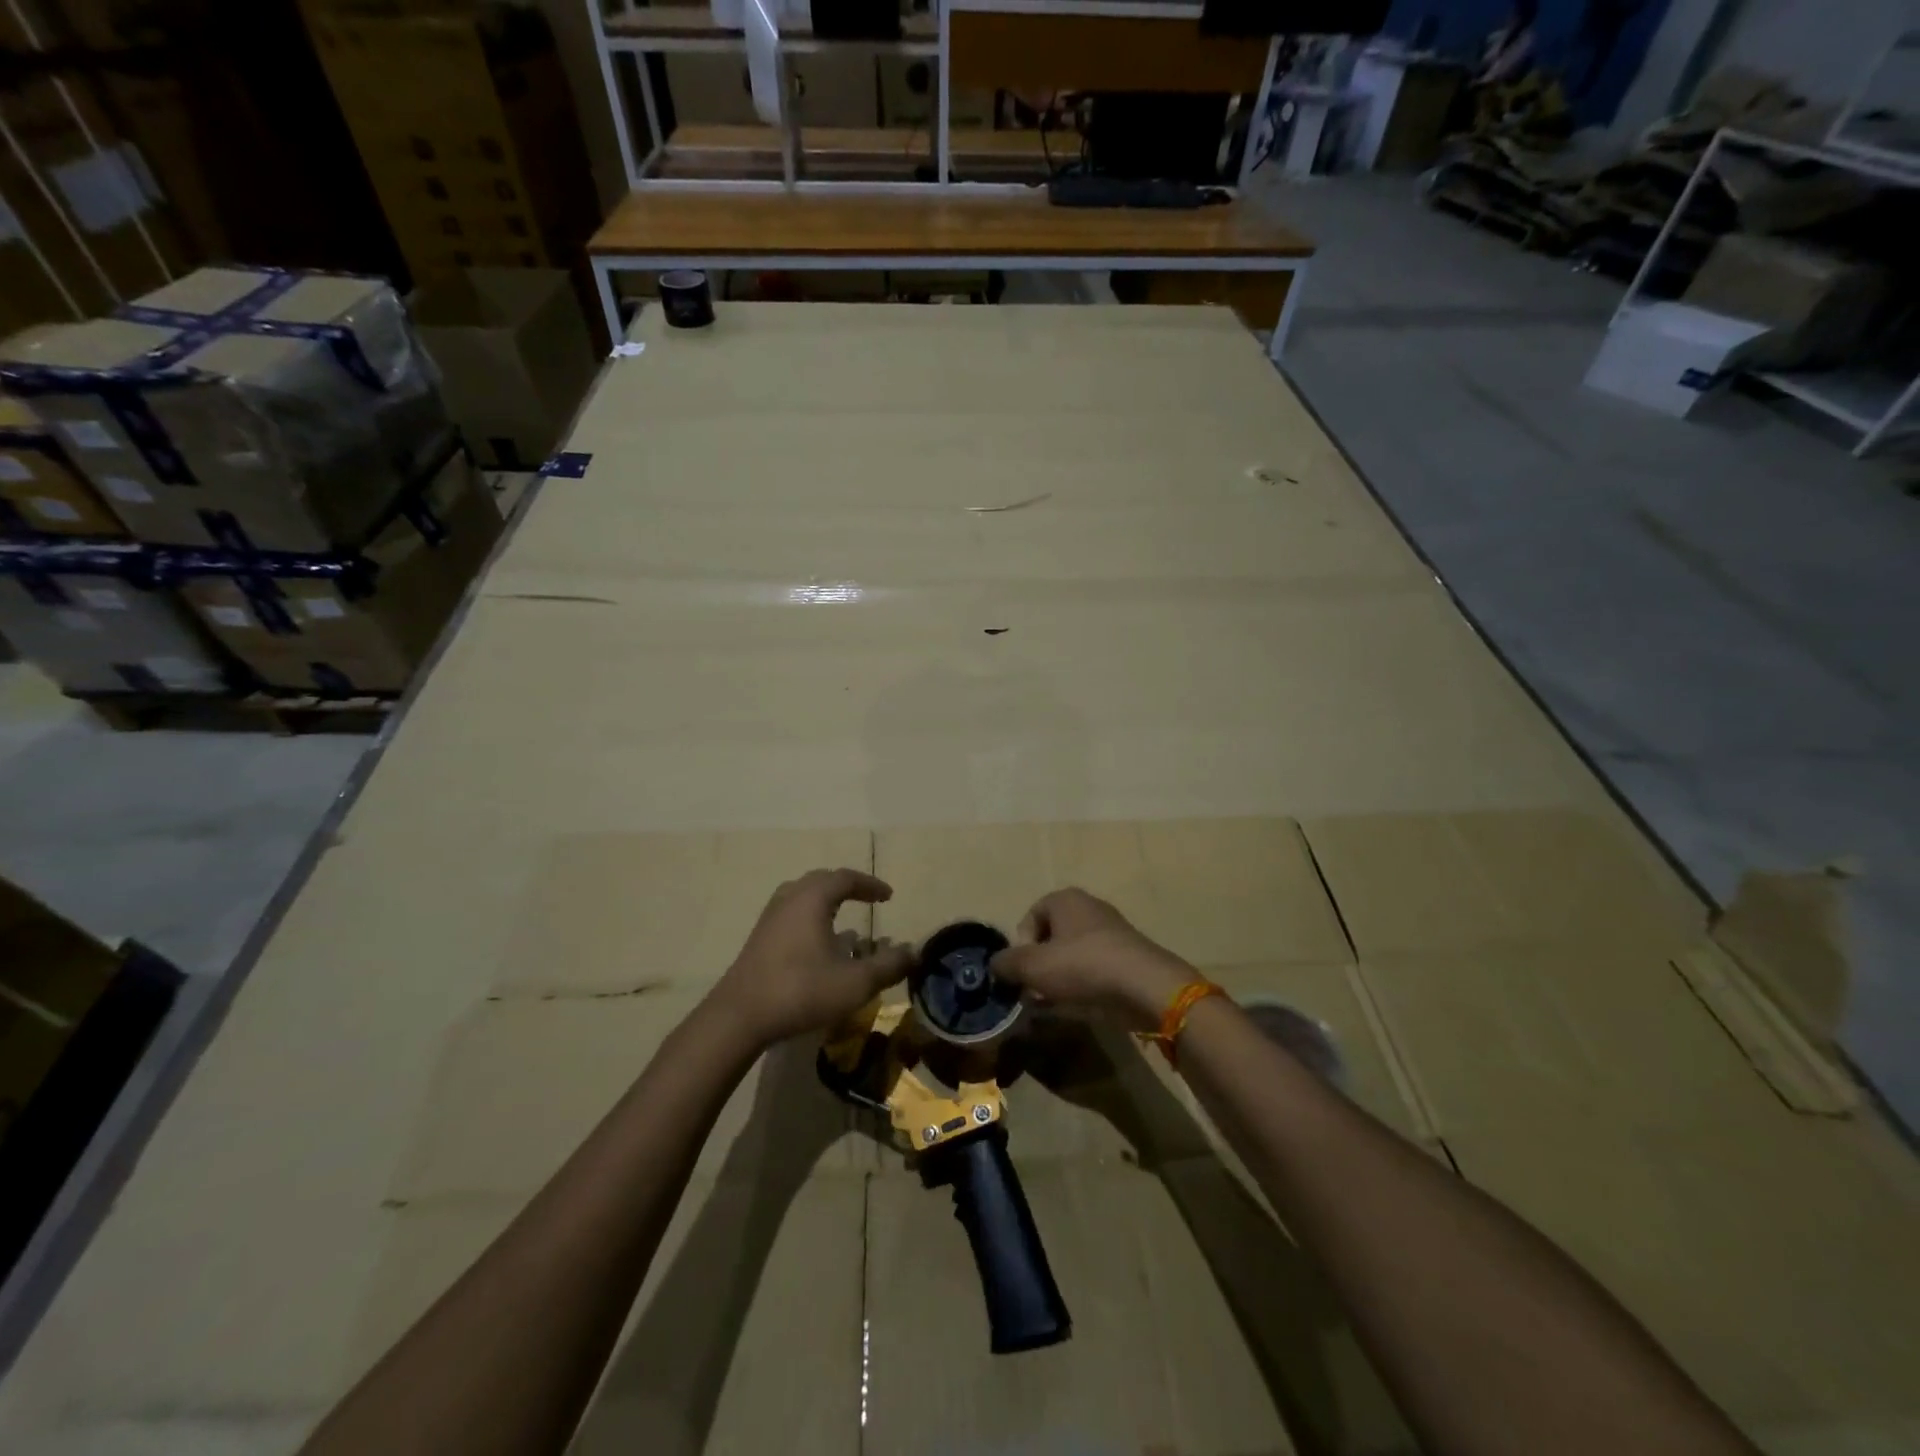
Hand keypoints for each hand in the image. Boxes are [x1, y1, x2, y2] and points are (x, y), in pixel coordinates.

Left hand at [709, 869, 912, 1049]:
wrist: (740, 1016)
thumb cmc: (801, 991)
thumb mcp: (855, 982)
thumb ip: (889, 965)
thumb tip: (914, 952)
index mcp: (813, 898)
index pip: (846, 878)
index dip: (870, 885)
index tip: (888, 896)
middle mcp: (790, 898)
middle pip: (821, 881)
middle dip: (847, 887)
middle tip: (867, 899)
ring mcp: (770, 917)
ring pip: (802, 895)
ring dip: (825, 901)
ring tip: (843, 917)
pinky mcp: (759, 938)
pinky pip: (791, 913)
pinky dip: (810, 916)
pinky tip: (817, 943)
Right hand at [990, 888, 1195, 1031]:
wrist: (1144, 987)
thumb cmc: (1082, 966)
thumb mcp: (1033, 966)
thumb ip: (1007, 963)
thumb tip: (995, 964)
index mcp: (1065, 899)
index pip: (1030, 918)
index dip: (1021, 947)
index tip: (1023, 973)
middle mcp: (1088, 908)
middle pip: (1051, 937)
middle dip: (1040, 966)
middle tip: (1036, 992)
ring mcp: (1111, 932)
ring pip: (1072, 955)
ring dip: (1060, 979)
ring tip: (1056, 1004)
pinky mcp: (1127, 957)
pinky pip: (1094, 969)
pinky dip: (1084, 986)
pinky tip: (1081, 1006)